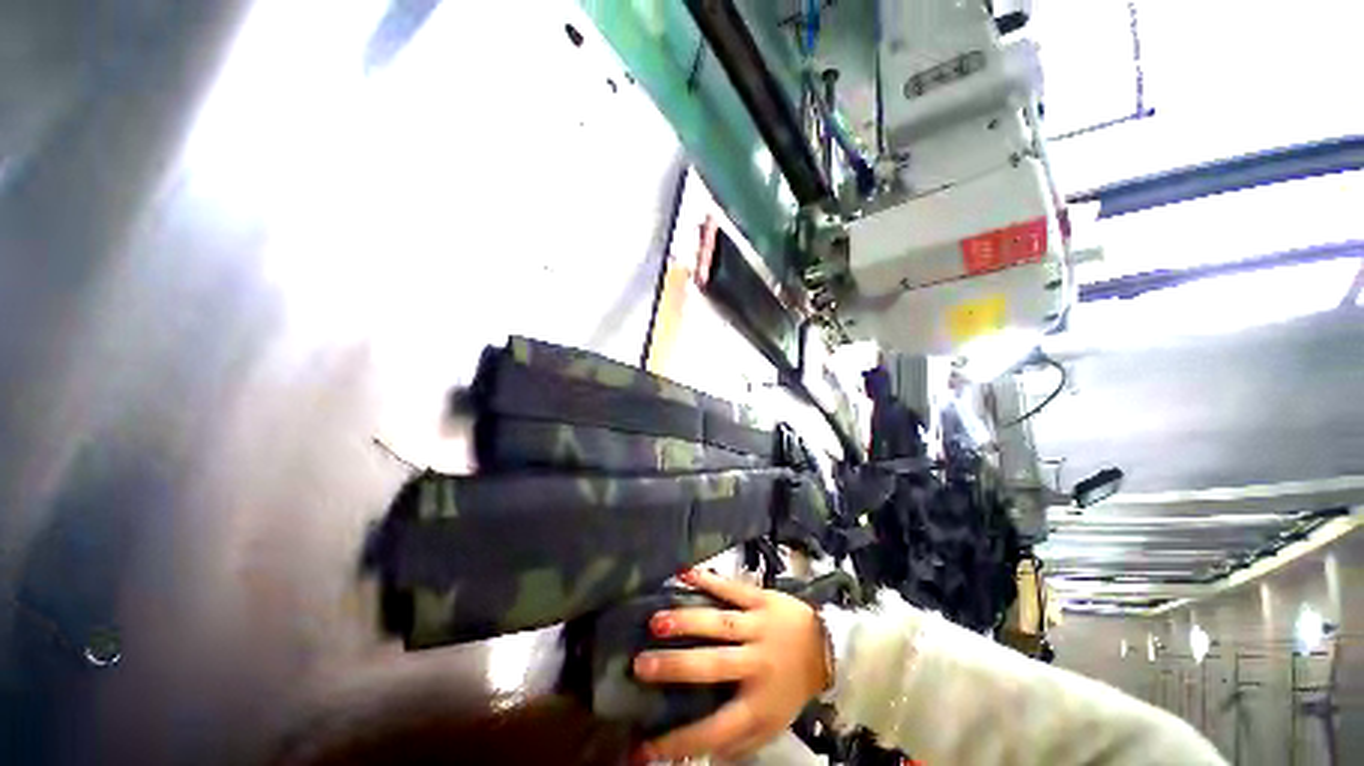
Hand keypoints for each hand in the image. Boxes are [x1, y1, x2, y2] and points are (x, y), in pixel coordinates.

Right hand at [631, 569, 830, 762]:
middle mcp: (756, 665)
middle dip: (675, 666)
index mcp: (758, 704)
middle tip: (639, 665)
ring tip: (656, 620)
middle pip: (713, 665)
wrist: (824, 646)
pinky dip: (709, 580)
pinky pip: (733, 589)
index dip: (679, 740)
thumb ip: (738, 739)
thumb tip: (699, 754)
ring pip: (720, 624)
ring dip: (688, 621)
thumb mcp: (770, 724)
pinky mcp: (761, 599)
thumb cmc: (791, 688)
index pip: (715, 729)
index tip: (642, 748)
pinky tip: (685, 573)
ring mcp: (758, 627)